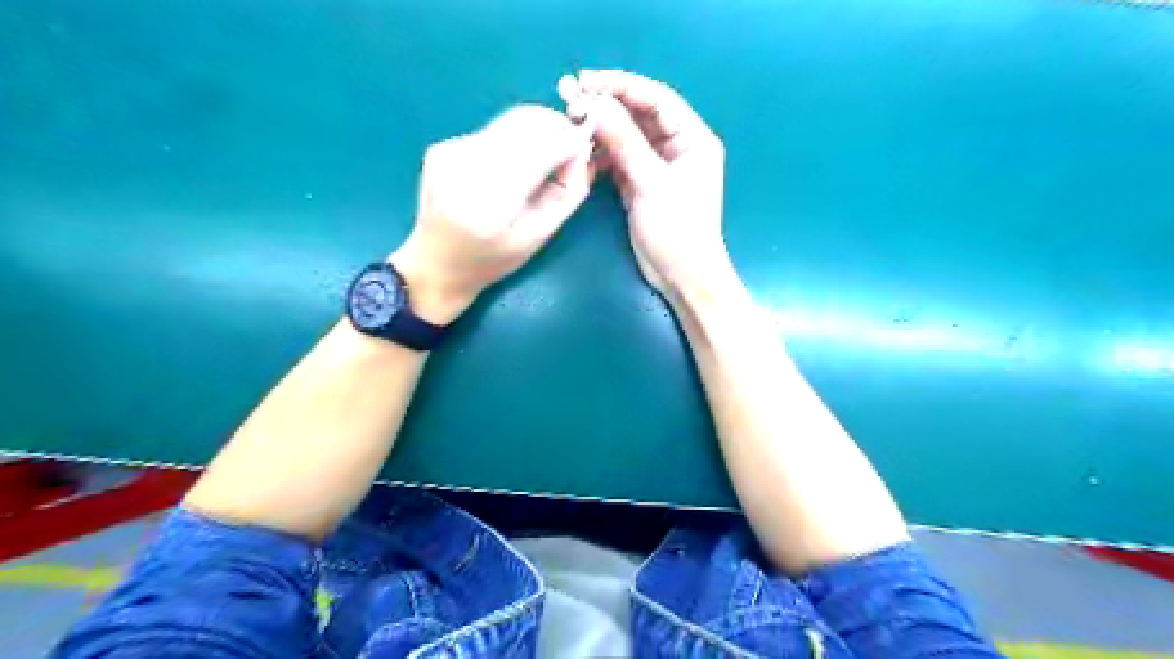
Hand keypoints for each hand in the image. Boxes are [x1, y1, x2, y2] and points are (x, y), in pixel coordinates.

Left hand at [395, 103, 595, 322]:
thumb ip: (567, 193)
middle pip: (521, 124)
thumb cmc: (493, 260)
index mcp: (491, 204)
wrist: (435, 264)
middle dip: (553, 126)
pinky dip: (509, 142)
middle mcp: (465, 169)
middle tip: (570, 142)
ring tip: (541, 160)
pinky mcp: (441, 147)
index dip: (567, 140)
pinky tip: (507, 169)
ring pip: (507, 124)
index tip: (586, 139)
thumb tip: (582, 151)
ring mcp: (449, 154)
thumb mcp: (538, 236)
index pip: (538, 152)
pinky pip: (489, 132)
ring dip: (532, 133)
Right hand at [574, 68, 730, 299]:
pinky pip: (621, 159)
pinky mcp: (643, 184)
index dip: (622, 85)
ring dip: (602, 130)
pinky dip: (603, 155)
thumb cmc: (678, 231)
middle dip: (608, 106)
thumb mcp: (652, 184)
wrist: (682, 277)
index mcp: (693, 139)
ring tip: (572, 124)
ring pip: (628, 137)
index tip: (586, 80)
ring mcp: (659, 166)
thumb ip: (624, 142)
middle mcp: (678, 146)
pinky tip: (583, 152)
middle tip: (571, 99)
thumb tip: (596, 104)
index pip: (656, 98)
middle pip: (640, 115)